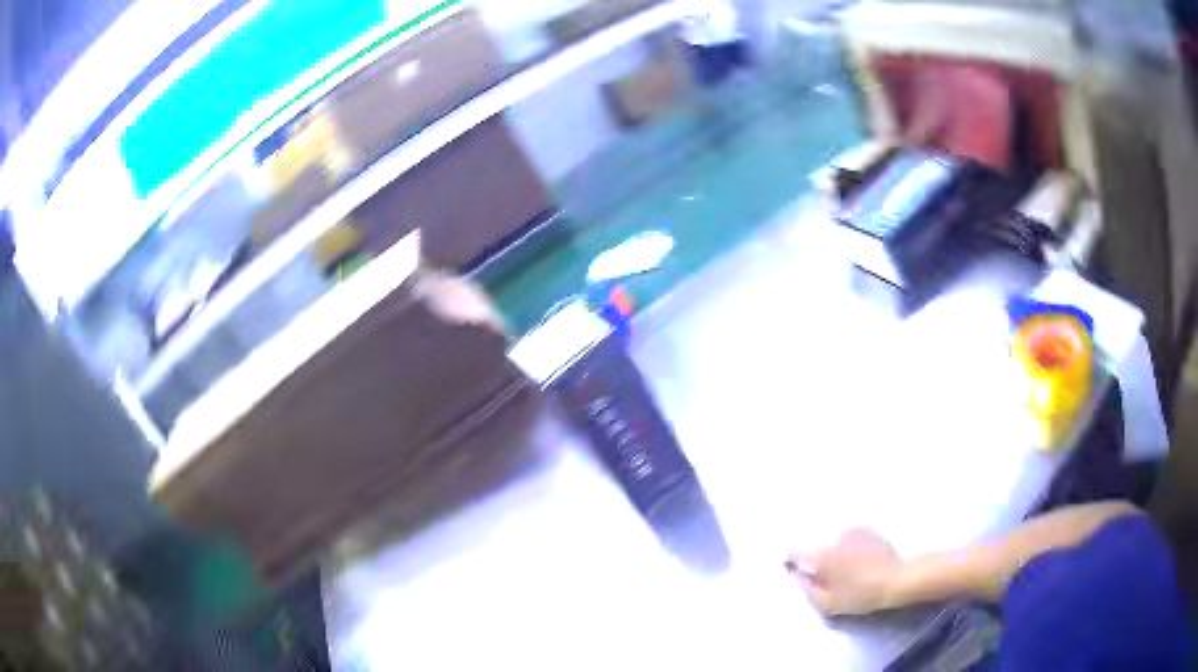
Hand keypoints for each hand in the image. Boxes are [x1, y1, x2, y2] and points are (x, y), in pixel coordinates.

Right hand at [787, 528, 902, 616]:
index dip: (791, 561)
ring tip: (840, 566)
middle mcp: (833, 536)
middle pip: (813, 543)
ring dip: (830, 549)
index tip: (795, 570)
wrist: (898, 578)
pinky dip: (845, 545)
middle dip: (813, 556)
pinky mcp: (866, 529)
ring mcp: (851, 530)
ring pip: (831, 539)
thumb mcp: (829, 602)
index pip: (794, 551)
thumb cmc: (861, 594)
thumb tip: (795, 576)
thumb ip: (806, 589)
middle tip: (821, 573)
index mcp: (821, 554)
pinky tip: (855, 558)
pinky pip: (847, 536)